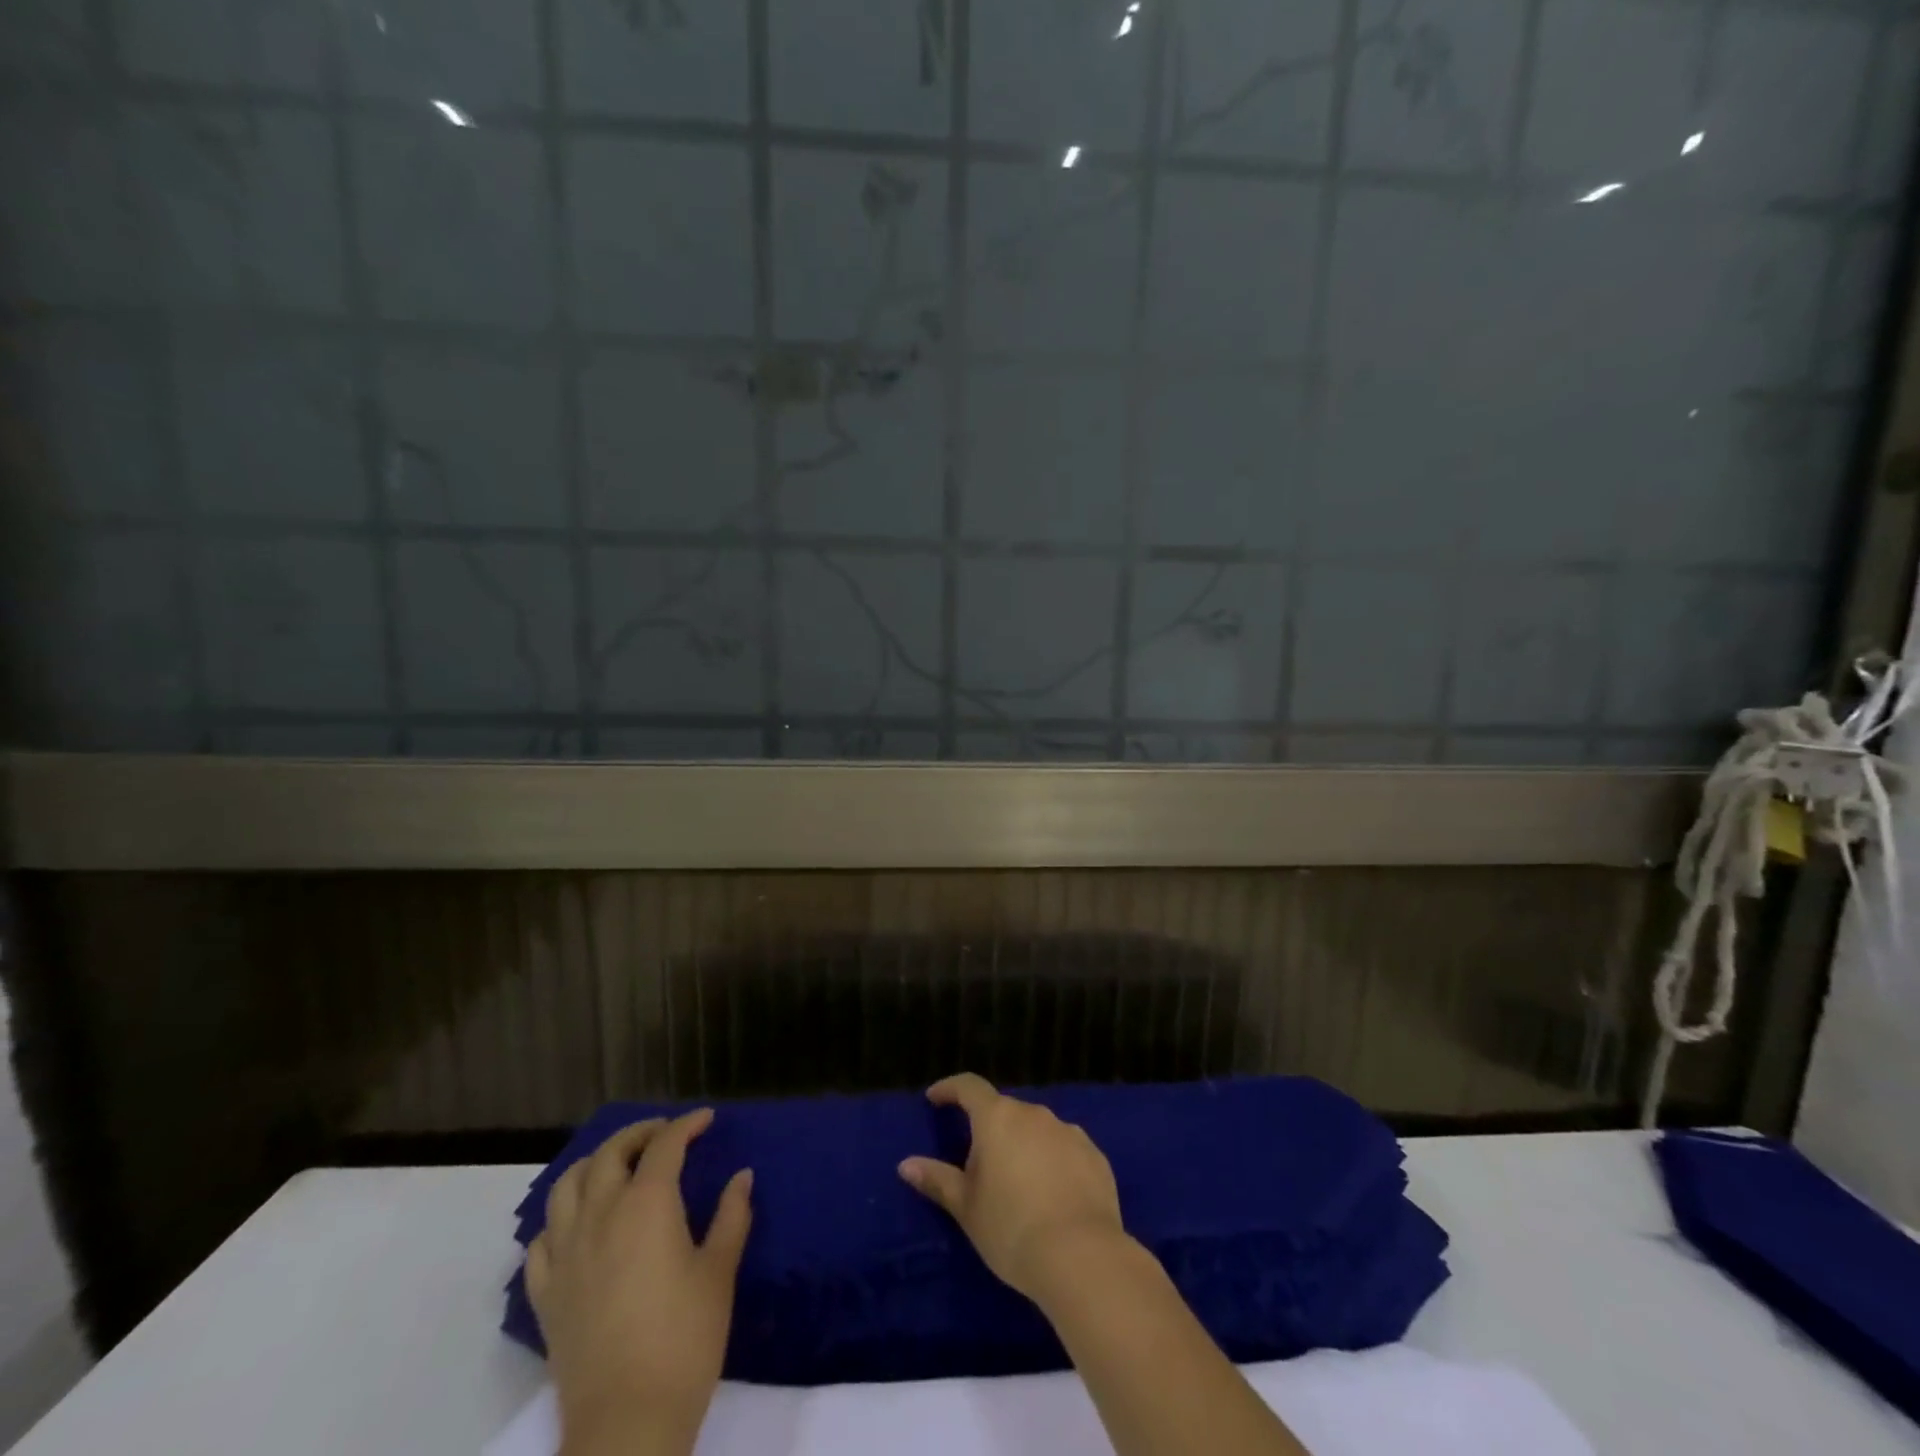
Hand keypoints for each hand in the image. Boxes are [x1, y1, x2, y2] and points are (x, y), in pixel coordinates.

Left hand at [525, 1109, 752, 1455]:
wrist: (627, 1422)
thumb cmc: (685, 1339)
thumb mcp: (719, 1272)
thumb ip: (732, 1216)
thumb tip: (742, 1177)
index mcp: (646, 1204)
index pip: (665, 1145)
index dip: (687, 1125)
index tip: (705, 1120)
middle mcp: (600, 1215)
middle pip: (610, 1154)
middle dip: (638, 1134)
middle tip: (664, 1134)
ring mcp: (566, 1255)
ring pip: (566, 1186)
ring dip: (594, 1165)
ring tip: (616, 1168)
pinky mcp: (546, 1294)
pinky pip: (541, 1240)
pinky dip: (560, 1219)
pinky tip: (578, 1227)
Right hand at [897, 1073, 1125, 1302]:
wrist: (1081, 1256)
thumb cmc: (1011, 1229)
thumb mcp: (966, 1208)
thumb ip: (938, 1180)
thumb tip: (906, 1164)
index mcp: (998, 1118)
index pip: (969, 1087)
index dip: (950, 1089)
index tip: (936, 1098)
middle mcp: (1034, 1114)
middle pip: (1005, 1112)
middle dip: (990, 1130)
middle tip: (979, 1165)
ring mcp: (1069, 1132)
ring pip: (1037, 1130)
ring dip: (1024, 1146)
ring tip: (1019, 1185)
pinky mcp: (1095, 1155)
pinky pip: (1065, 1150)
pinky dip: (1054, 1163)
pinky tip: (1054, 1196)